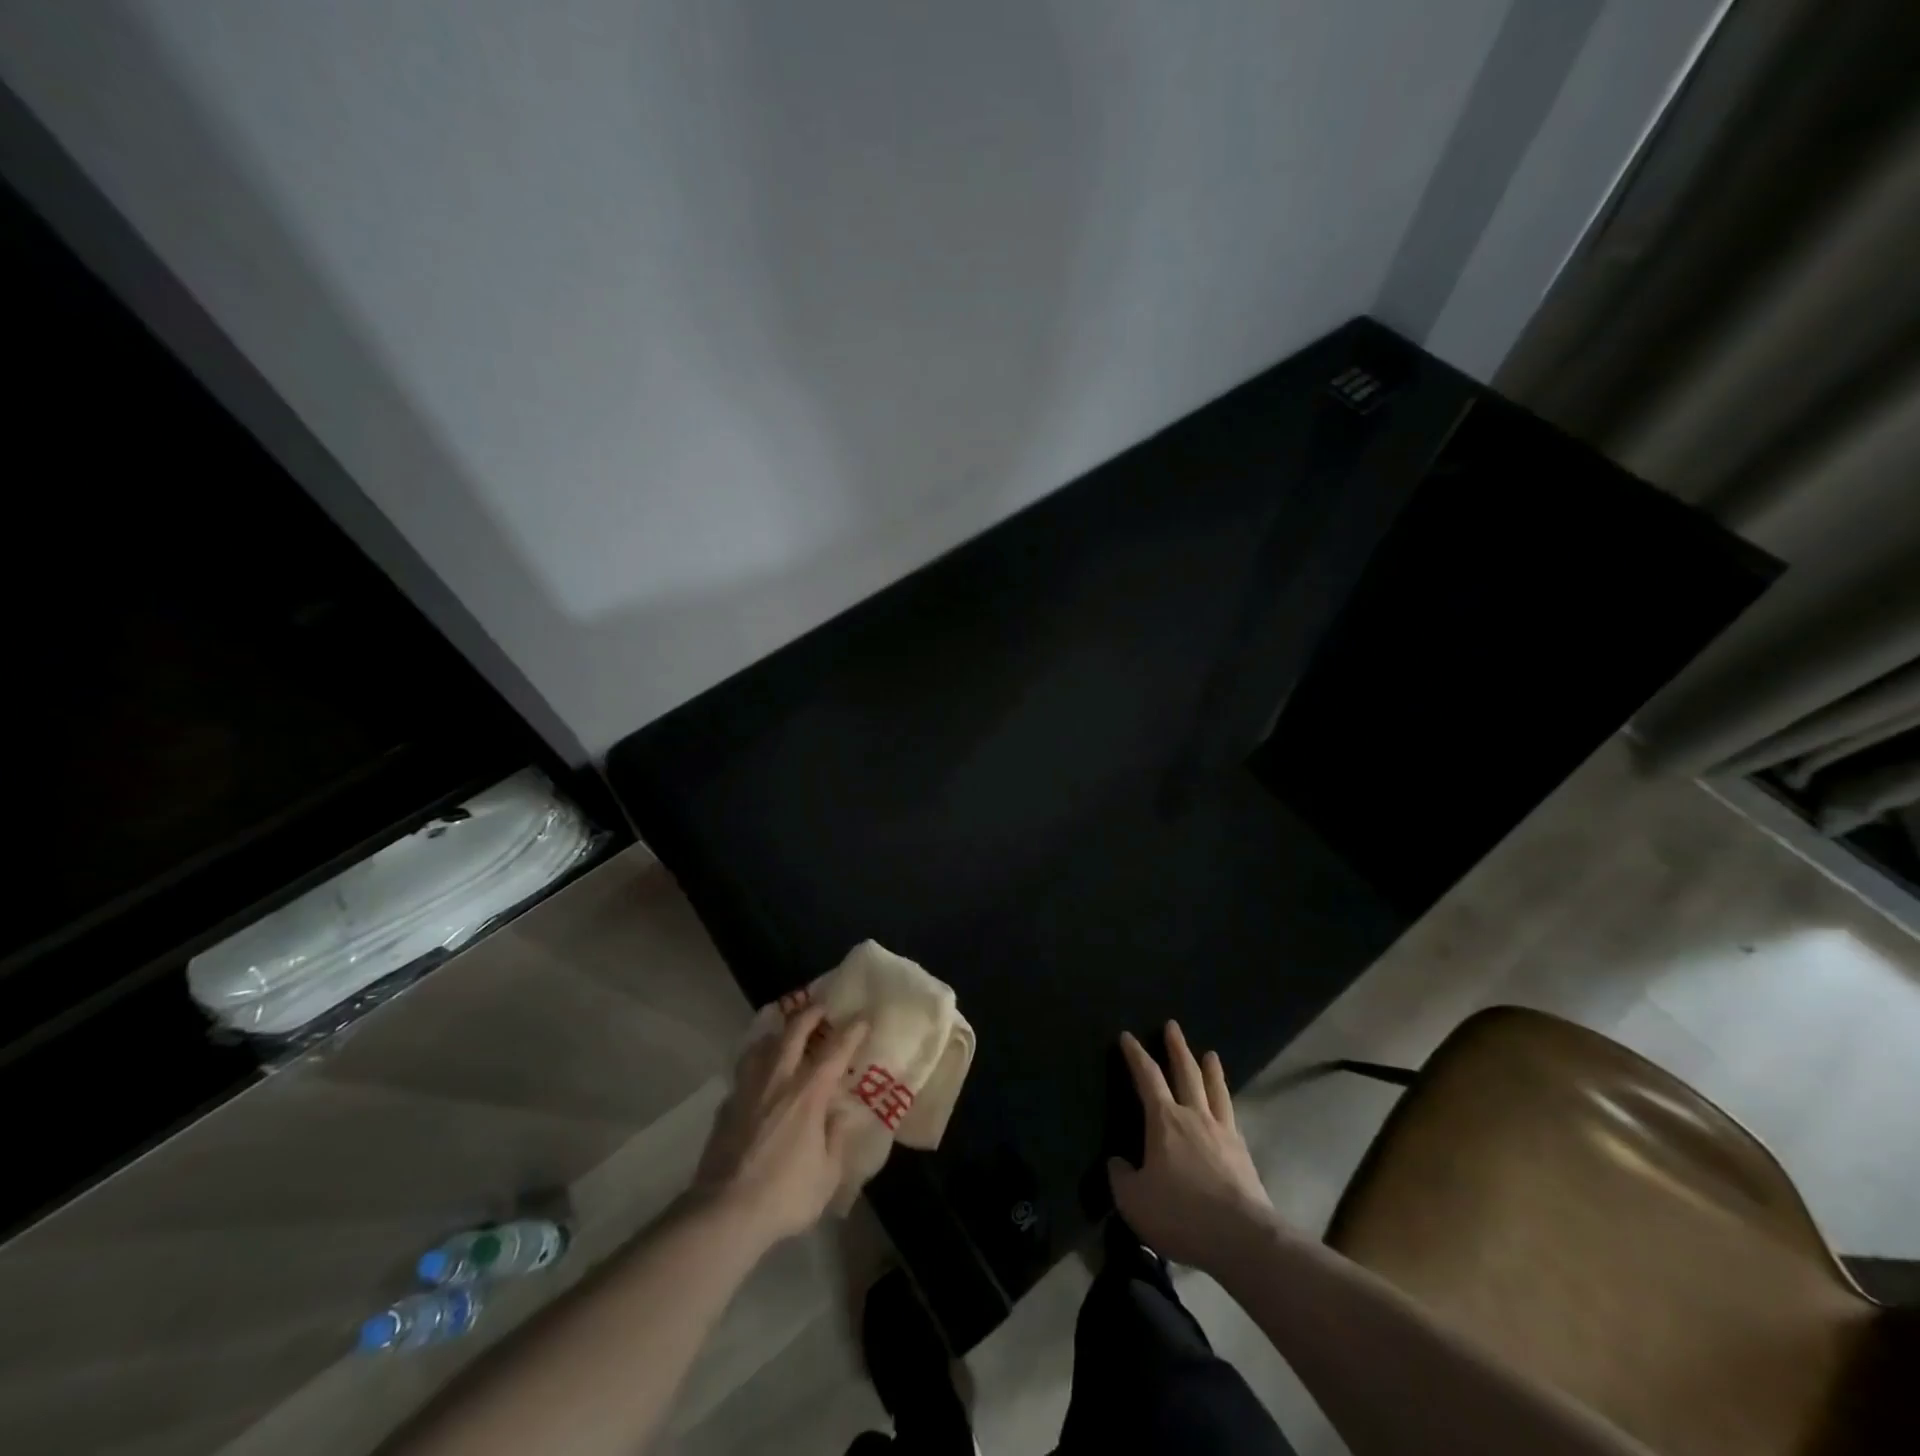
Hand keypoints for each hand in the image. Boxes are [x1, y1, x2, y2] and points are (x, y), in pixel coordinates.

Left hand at [693, 1007, 869, 1247]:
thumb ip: (836, 1139)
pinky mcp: (726, 1106)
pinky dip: (754, 1065)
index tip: (862, 1019)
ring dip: (777, 1033)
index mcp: (809, 1093)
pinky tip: (756, 1076)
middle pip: (793, 1033)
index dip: (851, 1032)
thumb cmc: (785, 1194)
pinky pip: (743, 1073)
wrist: (724, 1212)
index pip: (835, 1051)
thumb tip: (840, 1115)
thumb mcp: (827, 1175)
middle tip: (820, 1008)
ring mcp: (748, 1090)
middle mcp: (778, 1080)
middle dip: (809, 1015)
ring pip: (761, 1046)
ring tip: (783, 1032)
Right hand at [1108, 1021, 1275, 1271]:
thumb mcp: (1134, 1201)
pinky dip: (1226, 1102)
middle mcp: (1194, 1116)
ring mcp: (1223, 1132)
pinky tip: (1227, 1104)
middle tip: (1173, 1026)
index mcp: (1164, 1121)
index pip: (1147, 1077)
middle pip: (1185, 1072)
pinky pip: (1231, 1115)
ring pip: (1214, 1090)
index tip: (1128, 1036)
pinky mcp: (1243, 1153)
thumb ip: (1121, 1177)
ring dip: (1210, 1069)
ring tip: (1210, 1054)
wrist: (1241, 1238)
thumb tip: (1117, 1162)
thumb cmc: (1181, 1214)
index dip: (1136, 1055)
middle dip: (1177, 1048)